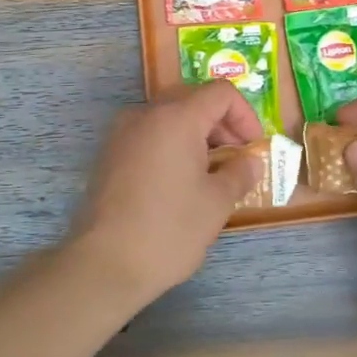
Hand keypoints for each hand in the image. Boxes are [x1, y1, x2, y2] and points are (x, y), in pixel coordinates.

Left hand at [65, 81, 264, 307]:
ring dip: (195, 134)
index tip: (252, 147)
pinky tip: (178, 181)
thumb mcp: (217, 203)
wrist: (104, 264)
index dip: (245, 114)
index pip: (220, 92)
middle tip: (235, 156)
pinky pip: (148, 135)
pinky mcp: (108, 154)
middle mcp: (146, 114)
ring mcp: (122, 133)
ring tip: (209, 172)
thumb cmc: (169, 229)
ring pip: (168, 117)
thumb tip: (251, 161)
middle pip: (192, 99)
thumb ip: (239, 173)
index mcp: (176, 117)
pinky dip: (170, 145)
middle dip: (220, 123)